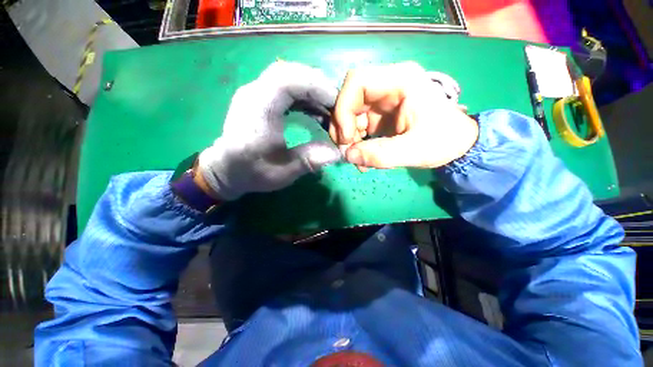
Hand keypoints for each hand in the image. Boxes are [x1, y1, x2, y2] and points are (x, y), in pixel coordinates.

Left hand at [198, 62, 341, 199]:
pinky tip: (315, 111)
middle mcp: (254, 94)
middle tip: (335, 105)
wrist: (226, 170)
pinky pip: (285, 87)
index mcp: (257, 112)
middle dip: (317, 85)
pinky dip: (304, 95)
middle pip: (289, 72)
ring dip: (312, 90)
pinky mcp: (260, 98)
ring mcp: (256, 94)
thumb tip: (338, 153)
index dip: (315, 86)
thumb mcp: (282, 173)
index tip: (335, 103)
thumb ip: (309, 161)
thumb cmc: (251, 172)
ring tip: (328, 109)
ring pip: (288, 77)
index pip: (286, 80)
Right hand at [330, 62, 477, 169]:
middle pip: (349, 99)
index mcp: (400, 81)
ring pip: (350, 115)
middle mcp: (387, 86)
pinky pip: (357, 126)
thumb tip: (348, 155)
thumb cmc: (443, 141)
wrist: (456, 146)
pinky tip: (363, 158)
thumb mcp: (414, 150)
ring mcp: (382, 102)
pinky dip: (355, 143)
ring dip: (348, 138)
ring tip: (358, 159)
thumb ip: (380, 154)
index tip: (347, 137)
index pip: (357, 81)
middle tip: (347, 151)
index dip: (343, 109)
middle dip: (343, 127)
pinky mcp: (379, 116)